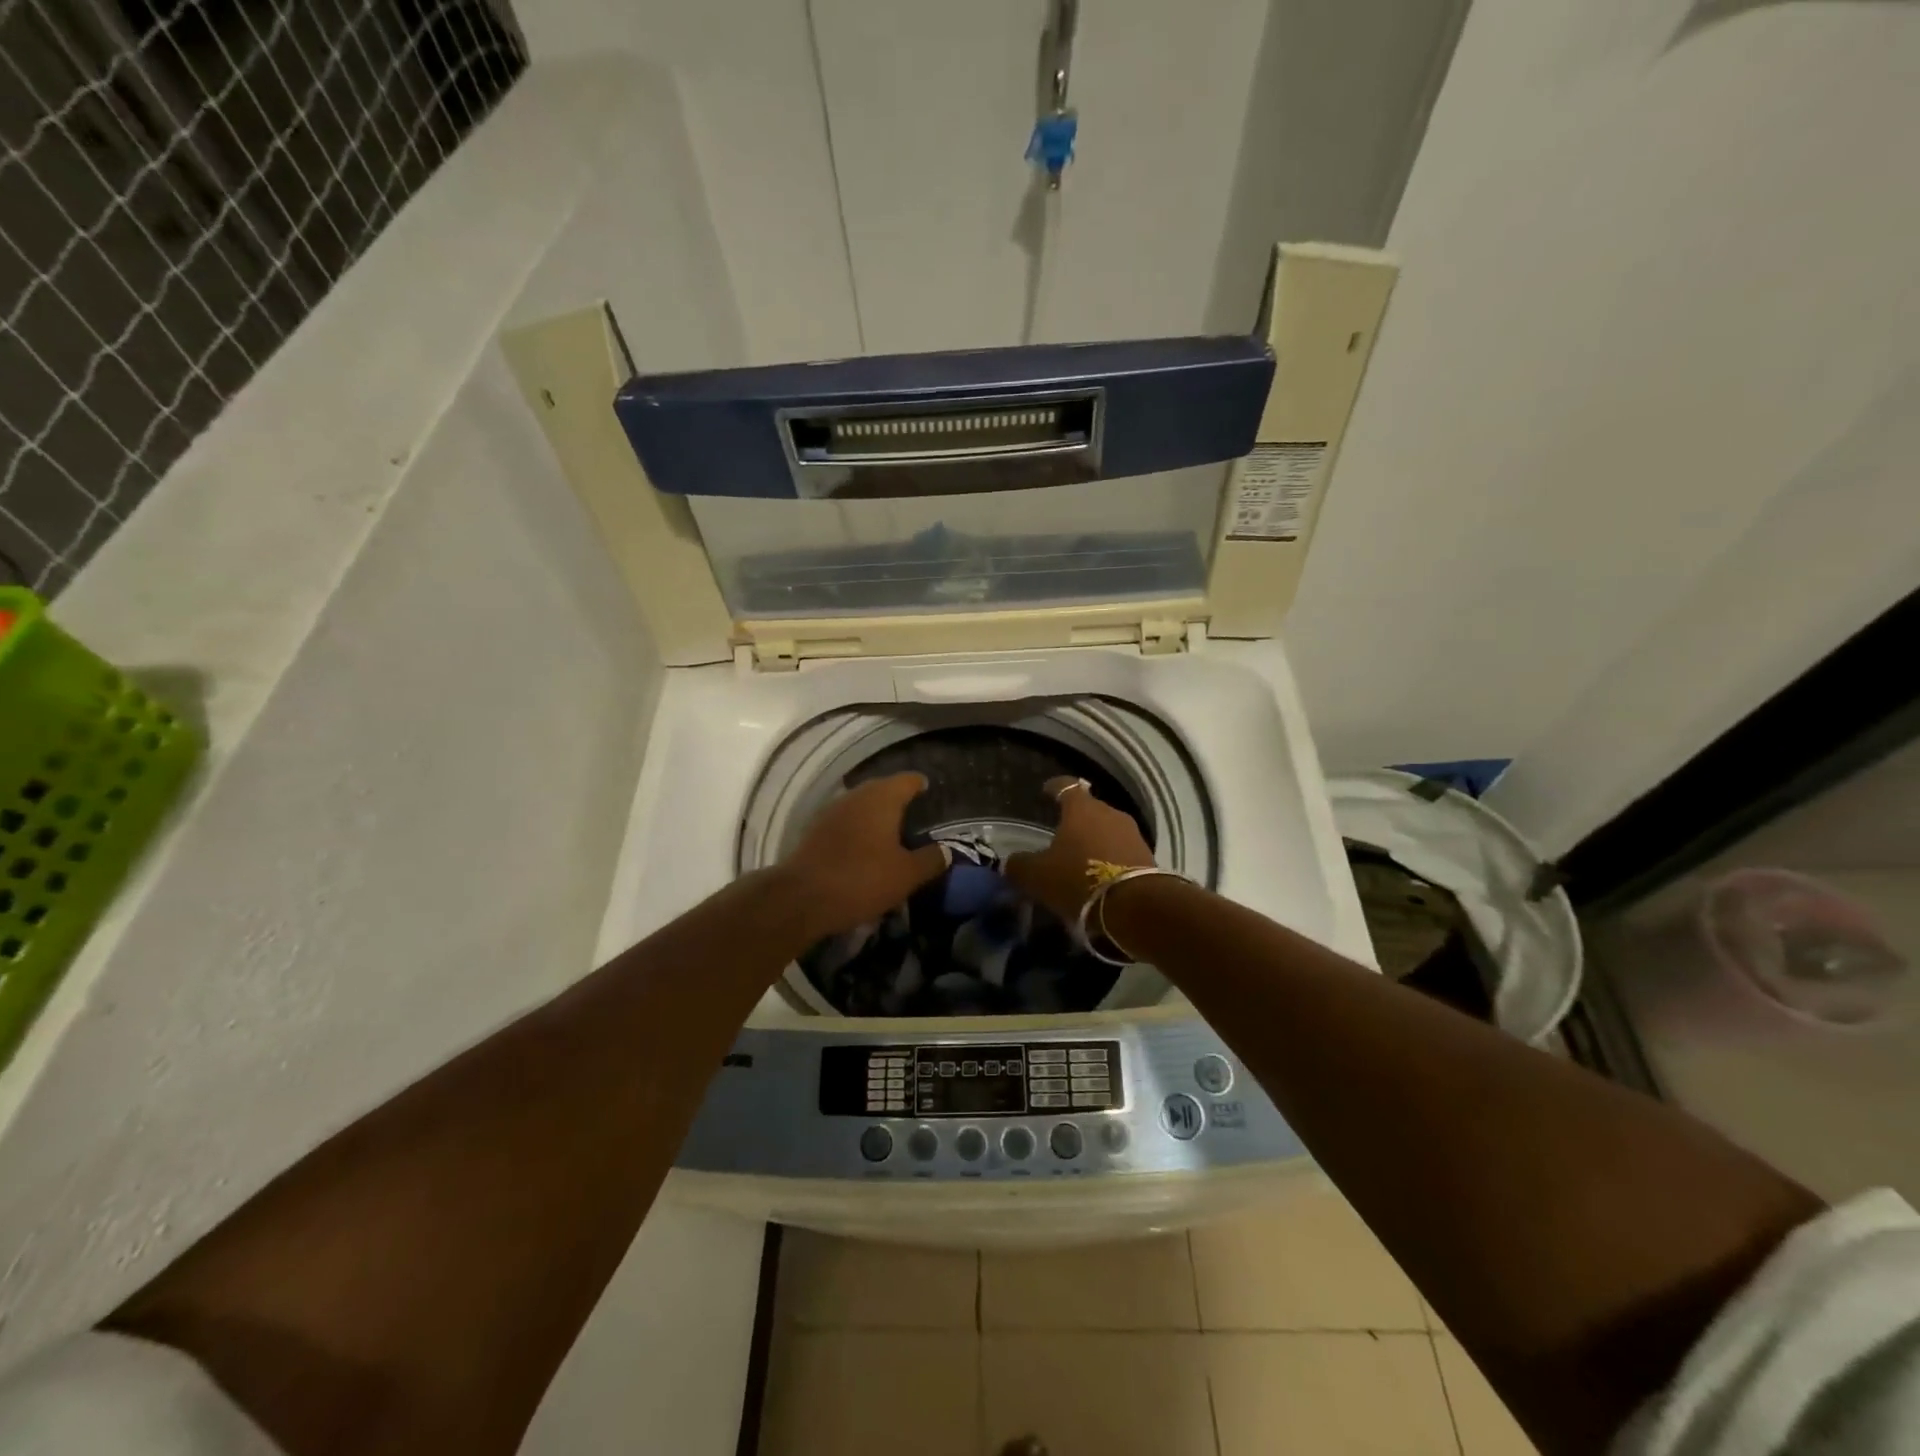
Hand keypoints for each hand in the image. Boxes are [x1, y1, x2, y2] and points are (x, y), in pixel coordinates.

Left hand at [779, 773, 948, 942]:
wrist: (802, 898)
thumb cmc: (862, 879)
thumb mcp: (907, 874)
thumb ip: (931, 860)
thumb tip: (947, 850)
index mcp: (882, 797)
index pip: (908, 780)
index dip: (922, 786)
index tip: (931, 794)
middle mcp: (857, 795)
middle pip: (883, 790)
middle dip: (899, 801)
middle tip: (916, 818)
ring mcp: (832, 811)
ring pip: (862, 806)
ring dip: (877, 816)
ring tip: (893, 834)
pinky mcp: (816, 830)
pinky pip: (846, 822)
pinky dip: (859, 830)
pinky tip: (866, 848)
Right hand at [1003, 776, 1154, 922]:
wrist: (1135, 907)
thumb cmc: (1079, 879)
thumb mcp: (1037, 876)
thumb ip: (1020, 866)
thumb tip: (1012, 863)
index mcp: (1081, 809)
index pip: (1066, 786)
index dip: (1054, 787)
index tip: (1046, 790)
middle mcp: (1110, 813)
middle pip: (1090, 810)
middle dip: (1076, 820)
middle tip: (1061, 834)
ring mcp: (1132, 834)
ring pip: (1107, 831)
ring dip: (1095, 841)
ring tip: (1081, 859)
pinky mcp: (1148, 857)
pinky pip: (1122, 852)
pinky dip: (1110, 860)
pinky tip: (1100, 877)